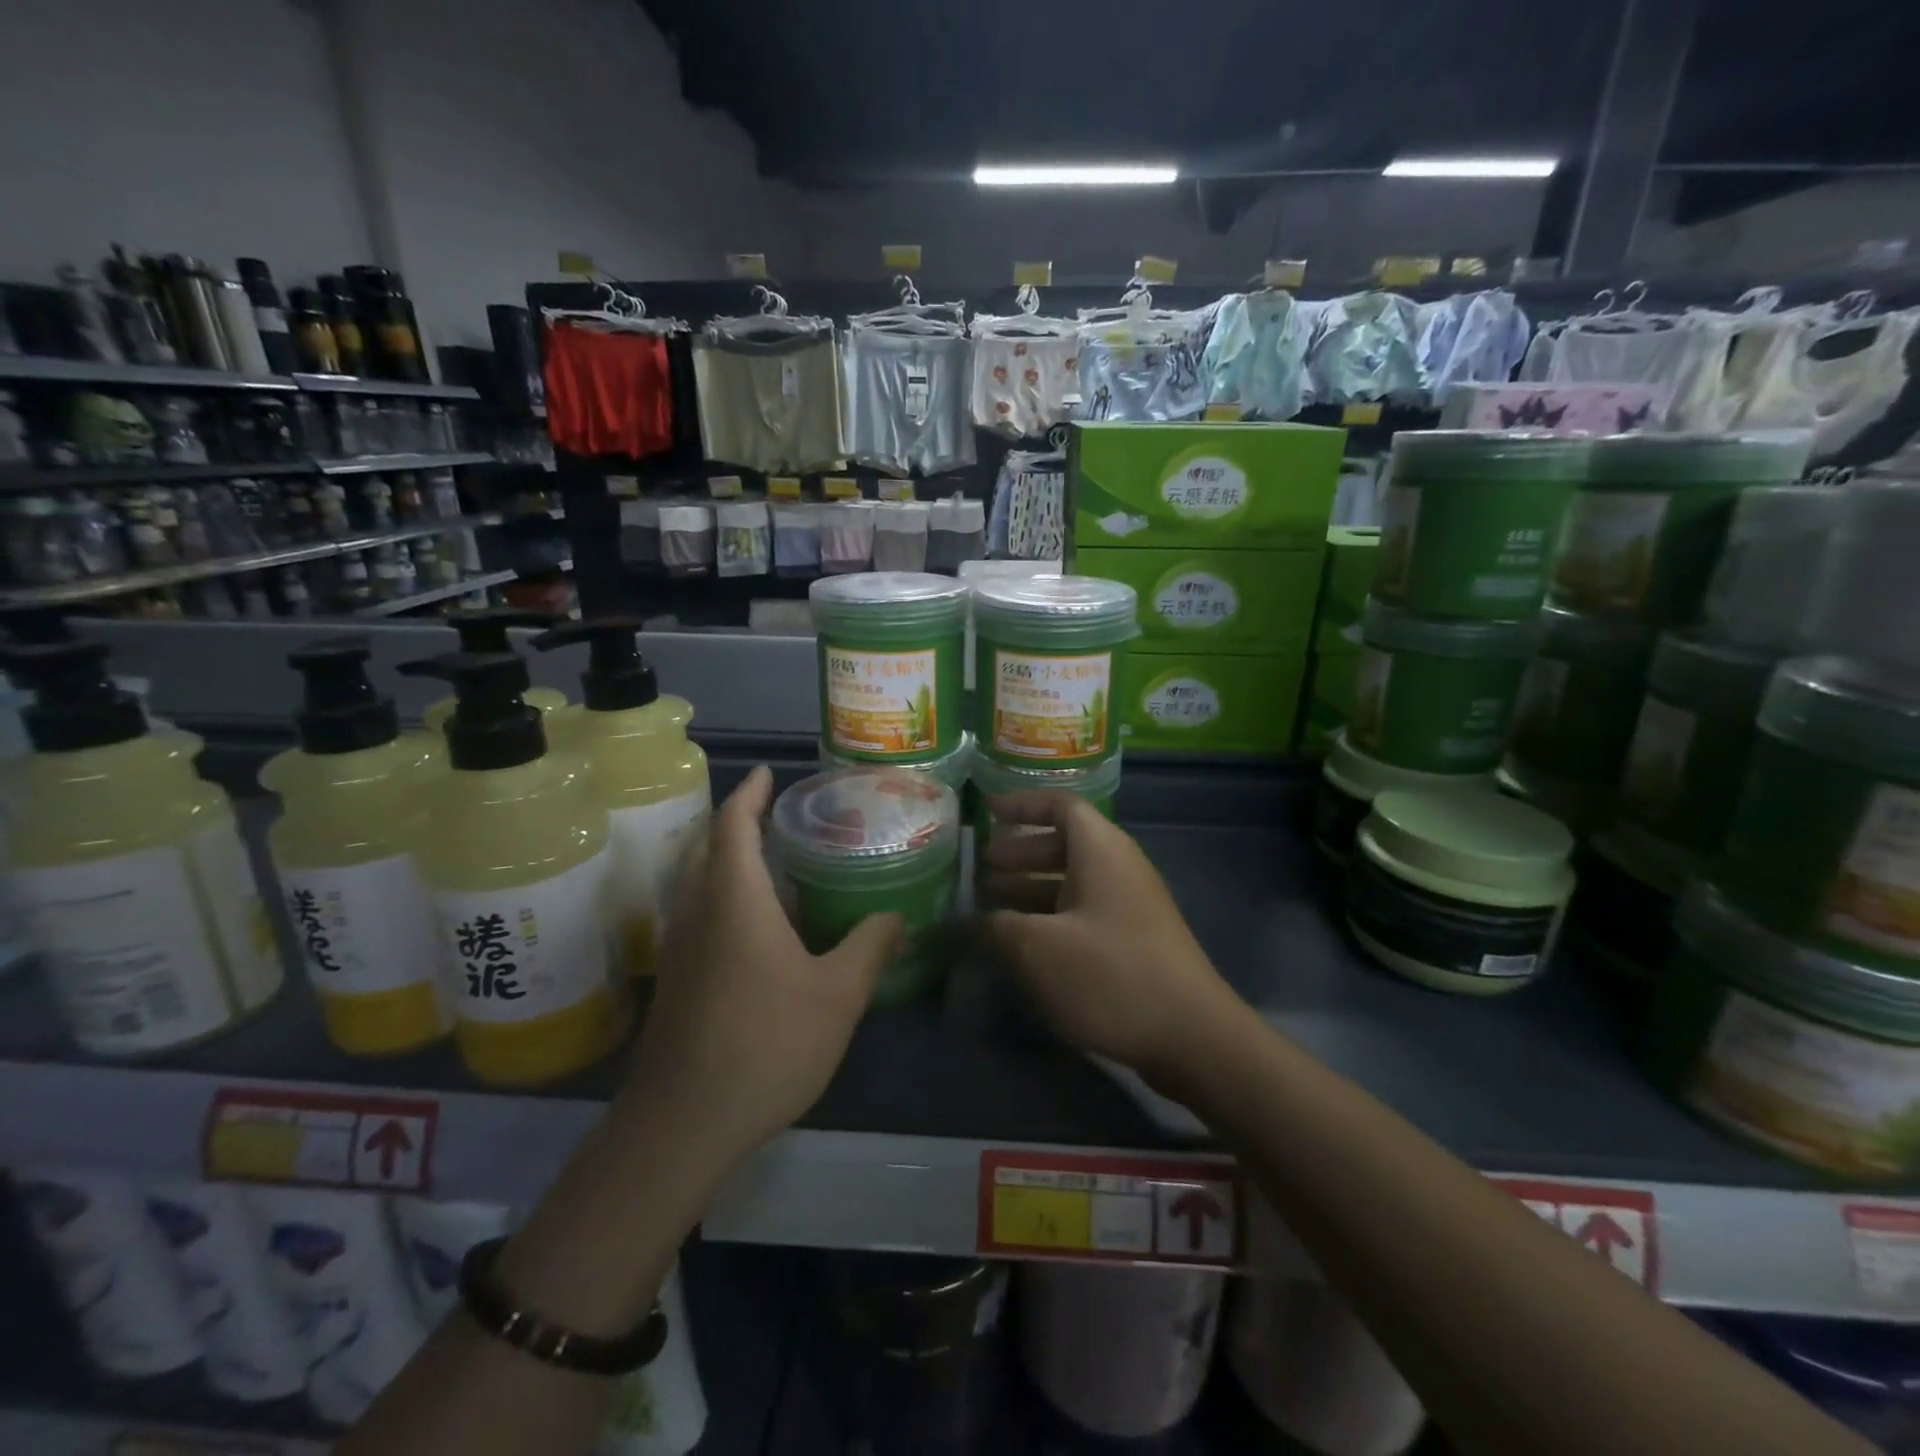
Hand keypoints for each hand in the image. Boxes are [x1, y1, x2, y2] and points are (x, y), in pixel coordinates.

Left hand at [628, 766, 901, 1161]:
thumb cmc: (766, 1043)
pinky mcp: (676, 978)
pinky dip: (727, 894)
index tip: (769, 771)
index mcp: (733, 898)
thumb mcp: (838, 993)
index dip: (750, 792)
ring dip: (731, 858)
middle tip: (783, 812)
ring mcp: (680, 946)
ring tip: (778, 858)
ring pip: (701, 881)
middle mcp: (697, 910)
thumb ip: (870, 945)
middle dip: (740, 820)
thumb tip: (898, 916)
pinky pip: (701, 912)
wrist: (683, 1124)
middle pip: (711, 846)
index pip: (733, 823)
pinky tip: (763, 921)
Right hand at [978, 792, 1242, 1083]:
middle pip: (1064, 845)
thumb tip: (972, 922)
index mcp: (1101, 851)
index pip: (1060, 806)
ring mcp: (1130, 907)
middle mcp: (1118, 869)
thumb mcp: (1039, 949)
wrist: (1193, 1037)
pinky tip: (1023, 946)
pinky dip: (1050, 918)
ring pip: (1072, 883)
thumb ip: (997, 927)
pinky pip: (1083, 913)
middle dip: (1019, 854)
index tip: (986, 811)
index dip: (1022, 804)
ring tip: (990, 907)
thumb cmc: (1110, 976)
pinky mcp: (1134, 941)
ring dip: (1030, 889)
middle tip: (980, 871)